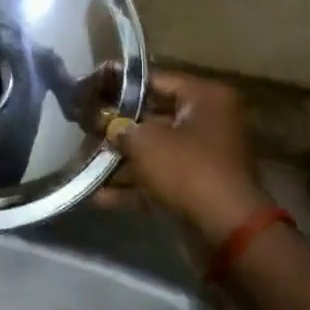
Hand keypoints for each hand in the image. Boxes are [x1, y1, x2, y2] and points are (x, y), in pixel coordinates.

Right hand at [95, 71, 271, 241]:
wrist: (225, 229)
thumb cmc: (186, 169)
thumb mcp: (144, 141)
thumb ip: (120, 128)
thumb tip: (109, 126)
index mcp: (205, 99)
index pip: (155, 80)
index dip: (118, 85)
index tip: (89, 88)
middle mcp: (208, 123)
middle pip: (153, 117)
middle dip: (117, 126)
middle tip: (83, 126)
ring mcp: (203, 158)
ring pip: (153, 152)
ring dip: (120, 159)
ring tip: (83, 160)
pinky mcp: (196, 188)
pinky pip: (158, 180)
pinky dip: (131, 187)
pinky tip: (96, 195)